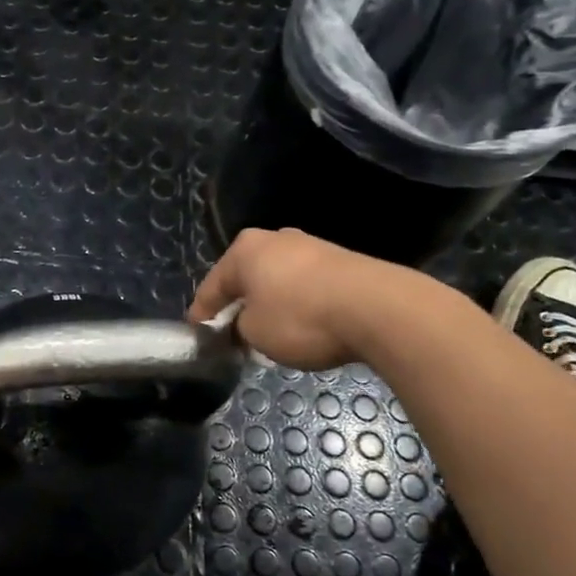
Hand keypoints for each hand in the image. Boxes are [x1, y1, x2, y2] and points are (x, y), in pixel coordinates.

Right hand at [187, 228, 388, 371]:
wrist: (377, 309)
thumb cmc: (300, 318)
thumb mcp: (254, 333)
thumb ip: (238, 329)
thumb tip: (244, 326)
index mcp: (244, 250)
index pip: (212, 286)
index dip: (202, 314)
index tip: (197, 335)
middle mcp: (275, 239)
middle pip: (246, 278)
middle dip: (238, 306)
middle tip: (232, 335)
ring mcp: (311, 247)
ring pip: (276, 281)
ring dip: (269, 305)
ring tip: (269, 335)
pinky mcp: (340, 261)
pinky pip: (305, 286)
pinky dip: (297, 305)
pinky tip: (303, 326)